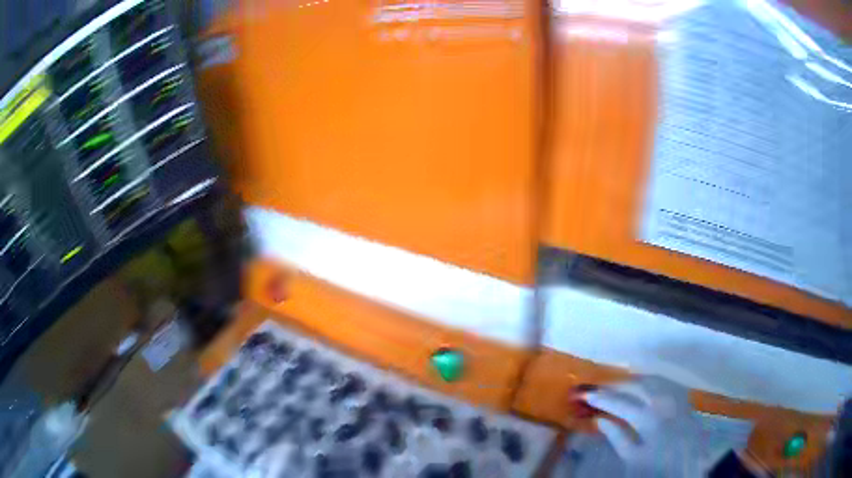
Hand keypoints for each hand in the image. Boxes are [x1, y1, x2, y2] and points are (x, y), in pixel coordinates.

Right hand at [583, 376, 712, 477]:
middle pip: (638, 385)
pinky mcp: (685, 400)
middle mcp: (666, 403)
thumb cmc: (656, 468)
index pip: (621, 403)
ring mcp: (678, 398)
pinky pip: (667, 382)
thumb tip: (600, 420)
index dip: (601, 398)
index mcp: (650, 420)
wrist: (688, 469)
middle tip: (599, 388)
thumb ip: (617, 437)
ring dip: (634, 380)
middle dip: (616, 385)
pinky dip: (652, 381)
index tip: (584, 394)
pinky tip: (644, 386)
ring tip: (618, 385)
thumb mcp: (633, 458)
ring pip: (654, 379)